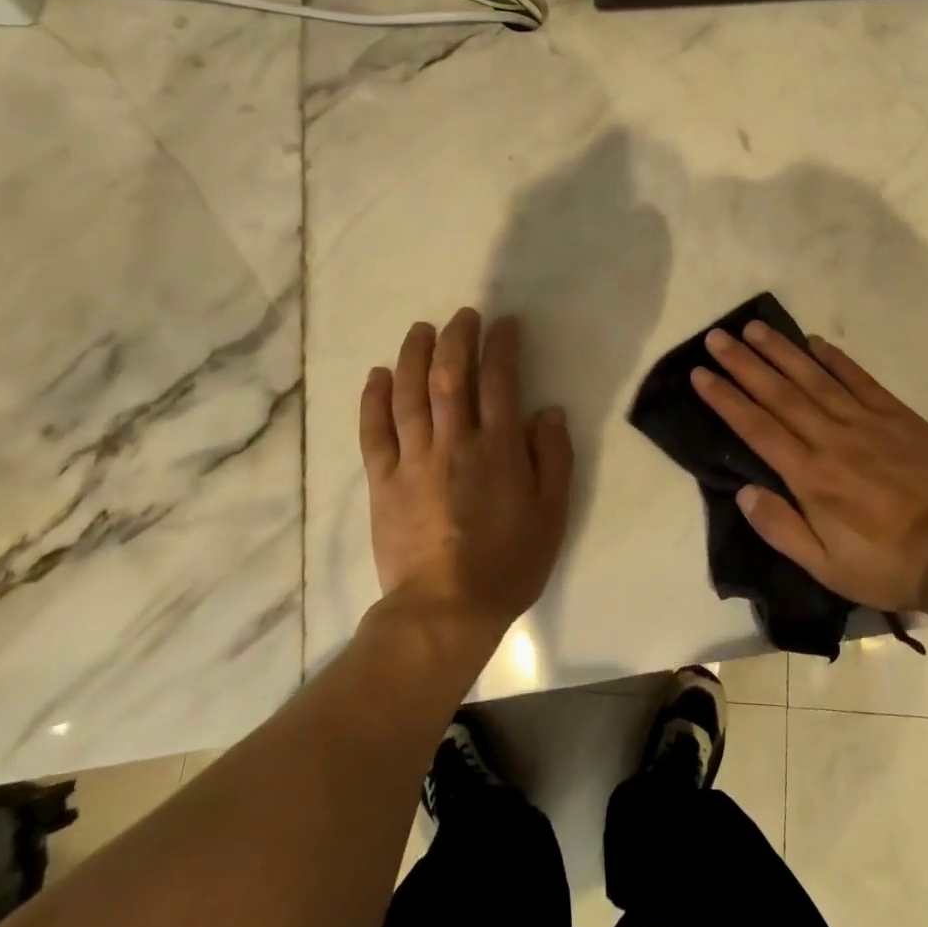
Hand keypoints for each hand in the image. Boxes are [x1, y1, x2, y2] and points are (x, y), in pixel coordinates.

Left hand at [360, 309, 572, 628]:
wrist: (445, 611)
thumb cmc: (508, 562)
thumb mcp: (552, 513)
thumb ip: (553, 457)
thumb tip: (548, 410)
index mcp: (498, 449)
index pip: (500, 381)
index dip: (502, 346)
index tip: (504, 324)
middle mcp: (454, 443)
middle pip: (451, 377)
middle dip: (457, 338)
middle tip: (463, 315)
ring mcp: (414, 460)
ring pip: (410, 394)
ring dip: (414, 356)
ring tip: (421, 330)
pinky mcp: (383, 481)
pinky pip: (375, 432)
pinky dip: (374, 400)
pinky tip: (377, 375)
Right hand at [691, 322, 927, 613]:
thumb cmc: (886, 564)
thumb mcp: (826, 567)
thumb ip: (781, 528)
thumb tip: (743, 492)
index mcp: (809, 476)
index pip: (757, 427)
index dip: (726, 398)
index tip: (701, 374)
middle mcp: (831, 439)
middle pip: (778, 393)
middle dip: (744, 363)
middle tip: (717, 337)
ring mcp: (866, 422)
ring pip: (814, 378)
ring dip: (781, 351)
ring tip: (754, 328)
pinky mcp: (896, 416)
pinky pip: (859, 379)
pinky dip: (835, 359)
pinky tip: (815, 343)